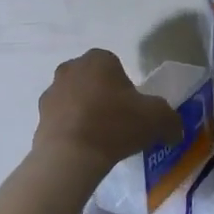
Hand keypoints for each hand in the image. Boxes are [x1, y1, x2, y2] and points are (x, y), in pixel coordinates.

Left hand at [32, 49, 183, 167]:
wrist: (71, 154)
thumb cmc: (115, 125)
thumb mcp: (158, 119)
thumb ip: (170, 120)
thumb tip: (174, 131)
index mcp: (99, 59)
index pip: (116, 67)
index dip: (127, 88)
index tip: (133, 110)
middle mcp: (71, 68)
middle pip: (94, 80)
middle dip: (104, 97)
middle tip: (118, 123)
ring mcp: (52, 91)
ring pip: (76, 99)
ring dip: (85, 112)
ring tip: (100, 139)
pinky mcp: (39, 116)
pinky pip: (62, 119)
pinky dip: (71, 130)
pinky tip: (83, 148)